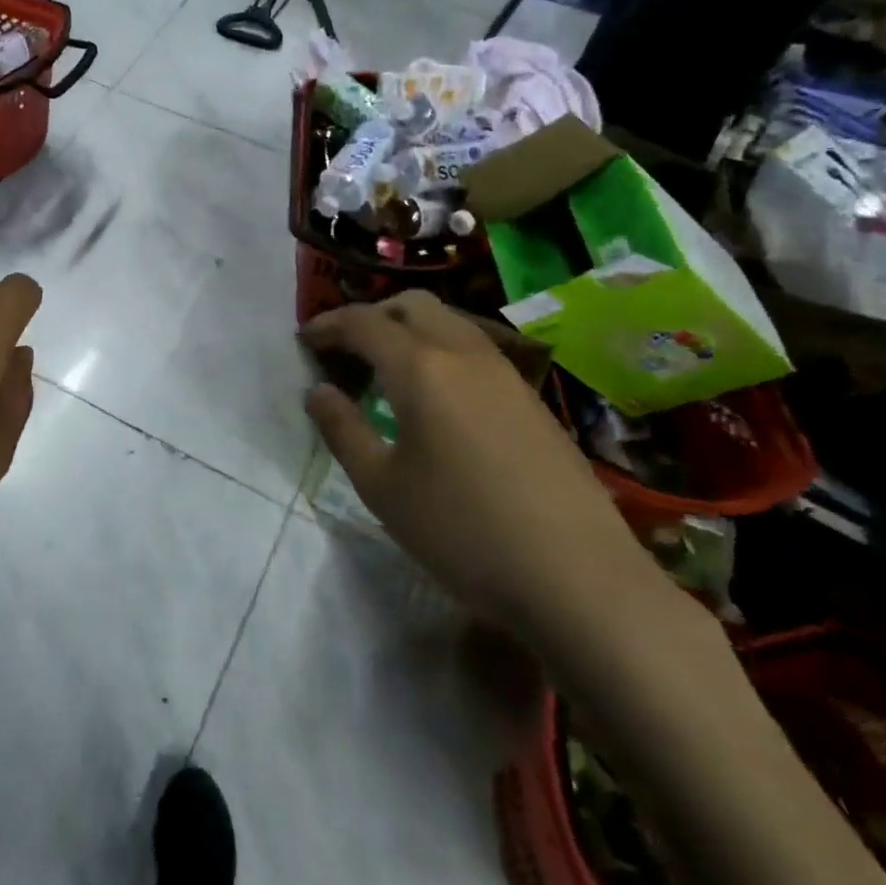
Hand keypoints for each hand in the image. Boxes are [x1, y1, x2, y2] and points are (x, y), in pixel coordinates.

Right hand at [301, 292, 660, 642]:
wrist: (580, 579)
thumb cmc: (464, 532)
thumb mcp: (382, 488)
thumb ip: (343, 430)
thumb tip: (317, 391)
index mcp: (421, 368)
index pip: (363, 323)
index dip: (327, 325)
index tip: (304, 341)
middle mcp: (464, 353)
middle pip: (411, 304)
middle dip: (371, 315)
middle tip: (345, 348)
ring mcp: (505, 372)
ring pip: (449, 321)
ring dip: (409, 328)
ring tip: (386, 368)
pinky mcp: (531, 398)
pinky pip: (474, 347)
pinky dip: (440, 349)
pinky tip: (436, 395)